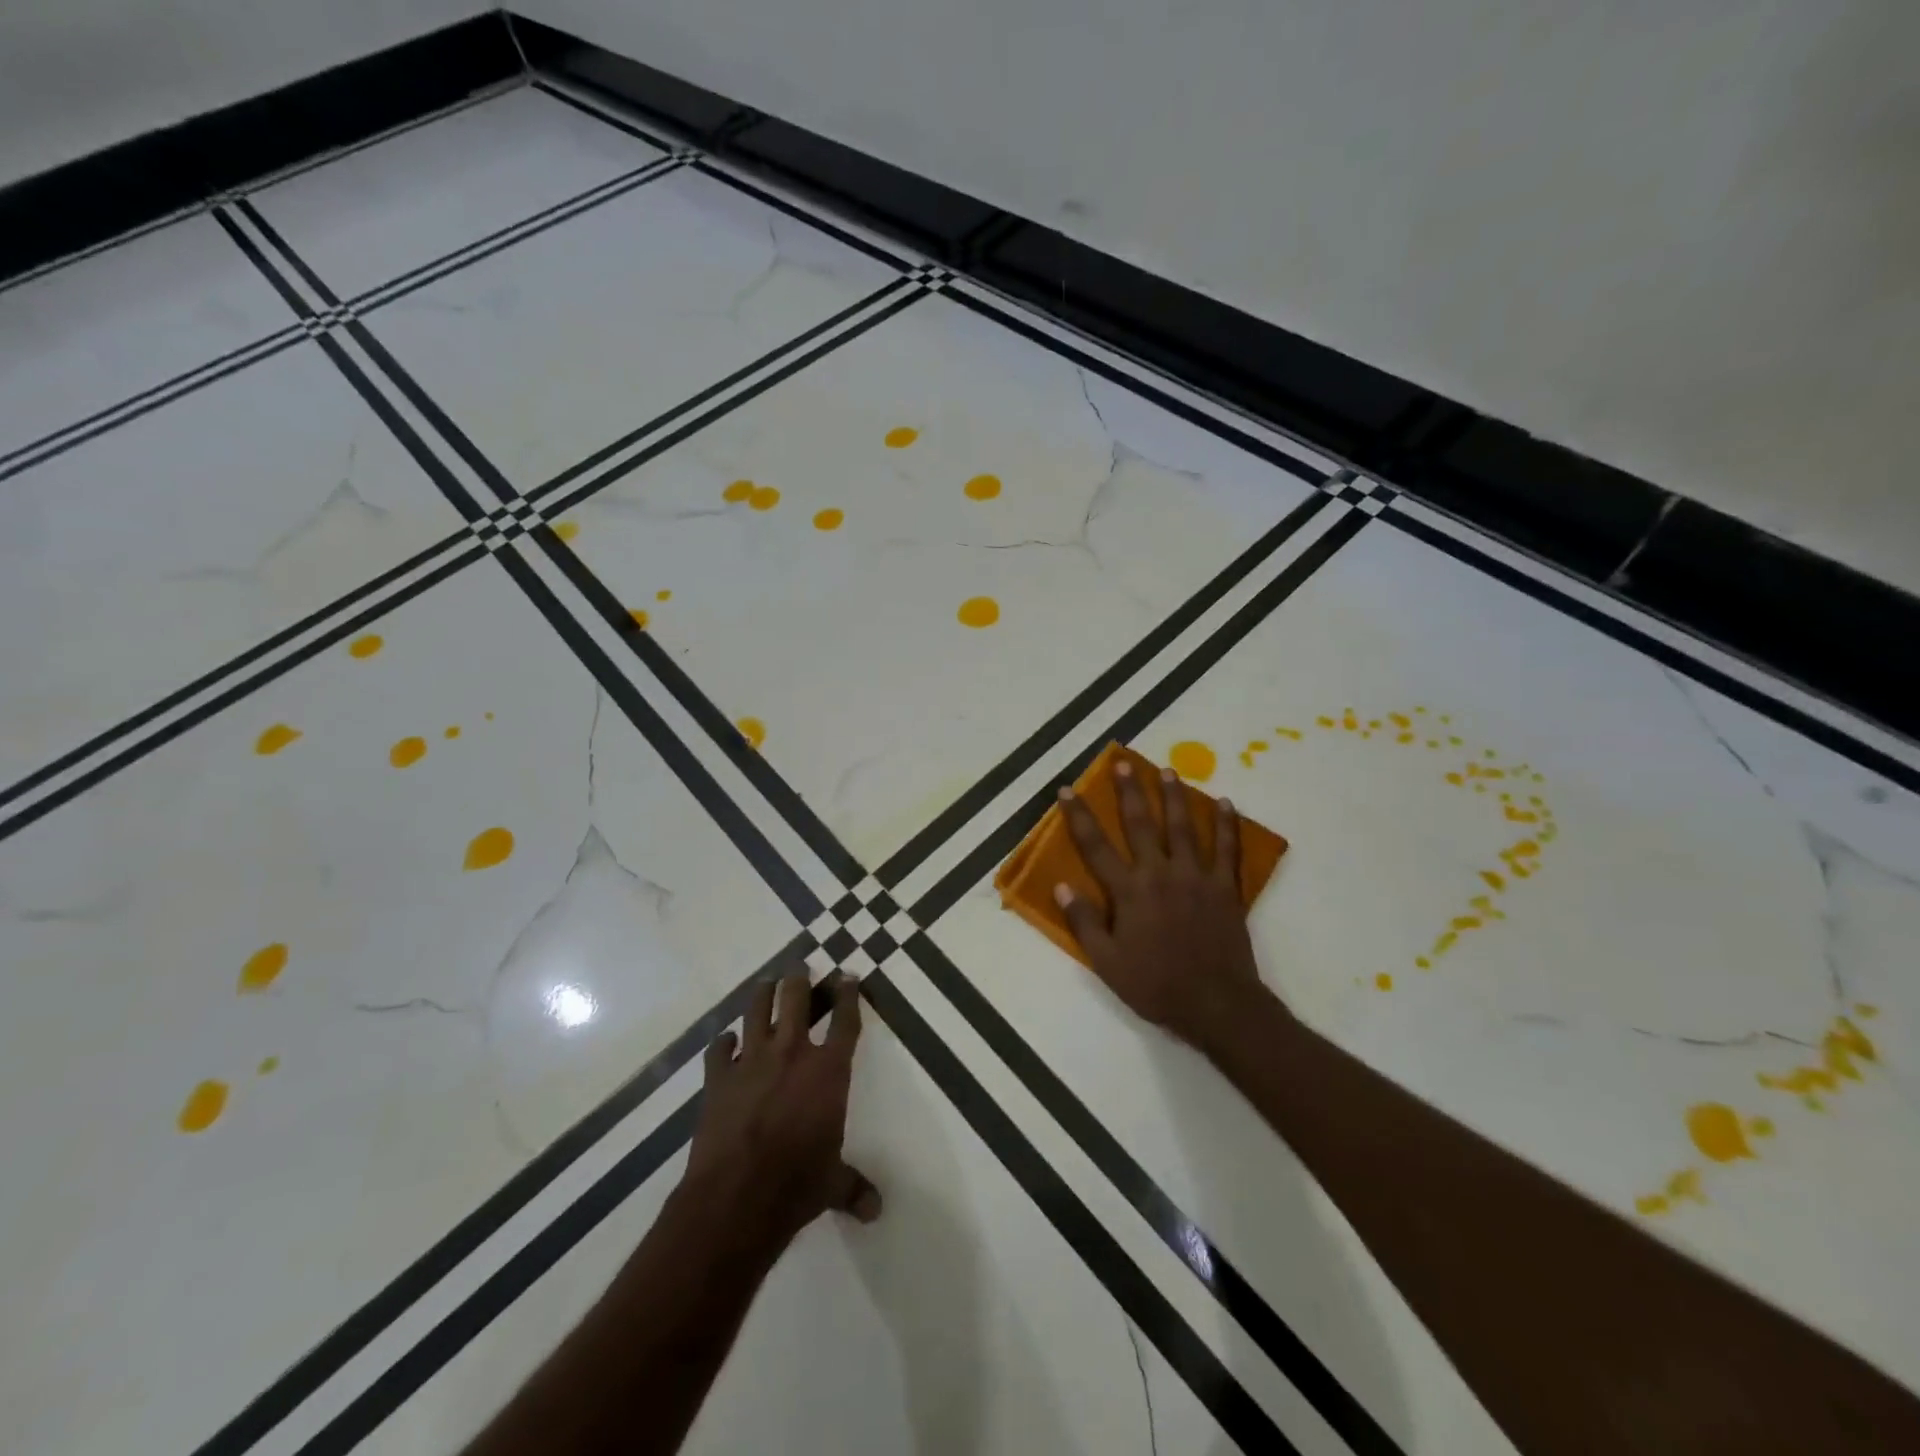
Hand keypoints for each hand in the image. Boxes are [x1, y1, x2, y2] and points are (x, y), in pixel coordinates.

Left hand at [682, 972, 881, 1250]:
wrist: (736, 1196)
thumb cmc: (796, 1184)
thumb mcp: (833, 1184)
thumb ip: (854, 1187)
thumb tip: (876, 1210)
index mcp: (828, 1070)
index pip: (845, 1021)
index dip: (848, 994)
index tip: (848, 976)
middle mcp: (792, 1053)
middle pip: (796, 999)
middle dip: (799, 978)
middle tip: (799, 965)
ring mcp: (751, 1061)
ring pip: (756, 1010)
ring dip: (762, 993)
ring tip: (766, 982)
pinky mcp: (718, 1078)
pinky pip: (719, 1049)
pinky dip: (723, 1043)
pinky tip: (726, 1042)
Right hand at [1055, 760, 1270, 1054]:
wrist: (1216, 1004)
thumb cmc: (1156, 985)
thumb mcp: (1107, 962)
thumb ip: (1084, 922)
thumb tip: (1062, 886)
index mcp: (1129, 891)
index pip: (1095, 846)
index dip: (1079, 816)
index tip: (1068, 790)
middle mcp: (1160, 873)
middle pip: (1140, 824)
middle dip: (1129, 791)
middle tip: (1123, 763)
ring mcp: (1196, 877)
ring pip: (1183, 827)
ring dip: (1174, 797)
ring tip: (1168, 770)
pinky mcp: (1225, 888)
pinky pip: (1227, 849)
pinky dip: (1227, 825)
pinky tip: (1224, 802)